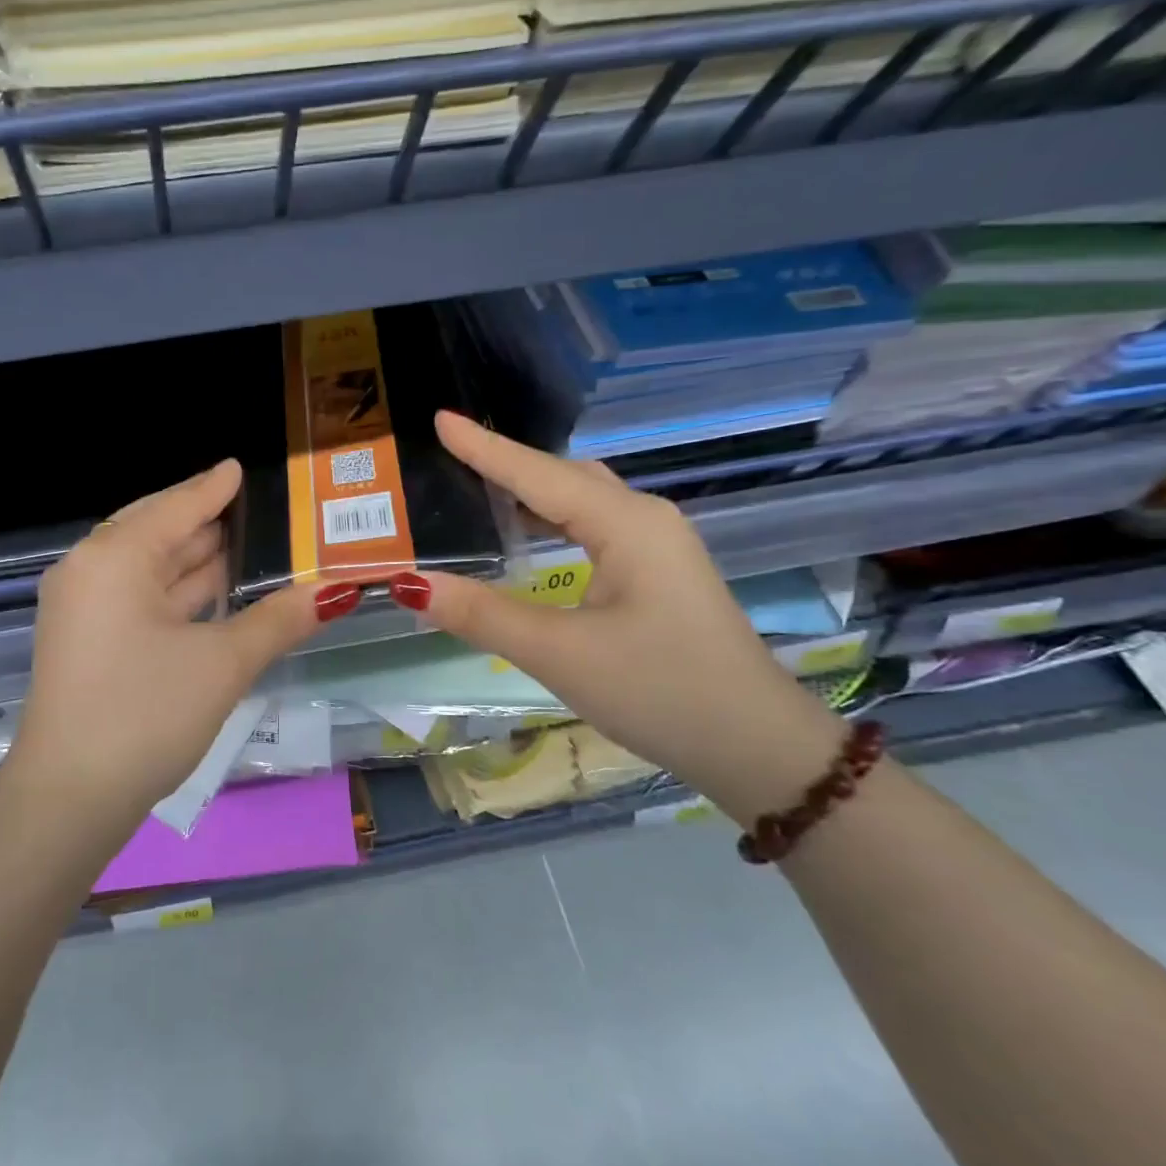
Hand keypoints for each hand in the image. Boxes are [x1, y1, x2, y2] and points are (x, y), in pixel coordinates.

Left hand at [10, 460, 323, 821]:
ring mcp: (84, 606)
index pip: (176, 508)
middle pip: (158, 531)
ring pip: (149, 567)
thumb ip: (278, 620)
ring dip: (196, 560)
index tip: (239, 467)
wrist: (70, 799)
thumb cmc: (145, 715)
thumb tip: (336, 592)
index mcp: (114, 557)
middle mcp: (91, 570)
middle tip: (260, 510)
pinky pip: (139, 596)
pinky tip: (215, 592)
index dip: (213, 488)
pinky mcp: (87, 639)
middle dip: (208, 523)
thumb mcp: (221, 664)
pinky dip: (178, 592)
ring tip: (248, 545)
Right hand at [405, 411, 847, 817]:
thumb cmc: (661, 691)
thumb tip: (409, 584)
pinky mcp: (657, 574)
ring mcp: (656, 546)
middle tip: (448, 454)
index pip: (538, 474)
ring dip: (528, 491)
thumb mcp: (560, 654)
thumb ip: (481, 614)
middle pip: (562, 476)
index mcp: (626, 524)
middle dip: (505, 463)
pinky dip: (550, 520)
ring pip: (580, 501)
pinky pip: (591, 527)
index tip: (440, 418)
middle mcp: (644, 520)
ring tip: (474, 487)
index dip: (485, 447)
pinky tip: (525, 535)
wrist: (756, 747)